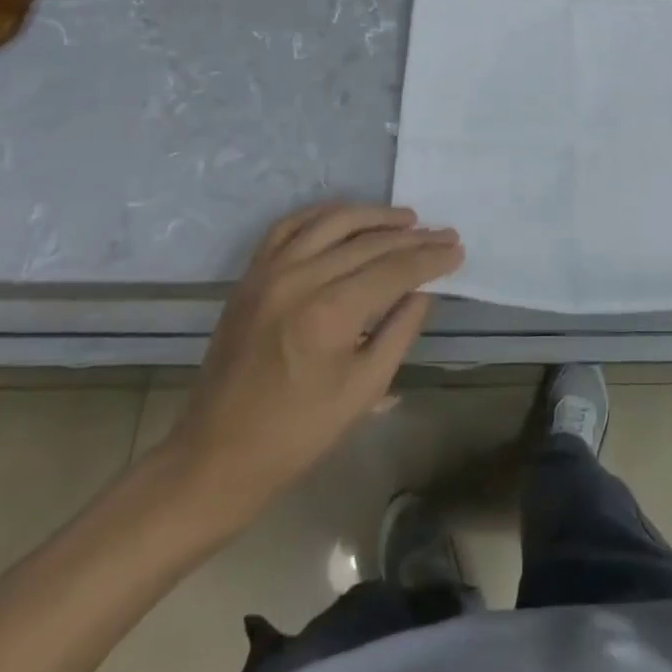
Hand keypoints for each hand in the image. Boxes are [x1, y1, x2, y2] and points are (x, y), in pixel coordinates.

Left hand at [161, 203, 461, 531]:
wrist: (215, 456)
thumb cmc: (297, 434)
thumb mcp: (364, 390)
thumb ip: (400, 331)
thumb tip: (422, 290)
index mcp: (330, 313)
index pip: (394, 269)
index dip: (430, 258)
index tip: (457, 250)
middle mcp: (299, 279)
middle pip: (369, 242)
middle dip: (413, 237)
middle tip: (443, 233)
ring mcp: (270, 272)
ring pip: (332, 222)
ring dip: (374, 216)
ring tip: (407, 218)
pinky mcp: (251, 275)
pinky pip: (290, 226)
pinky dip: (324, 214)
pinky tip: (348, 217)